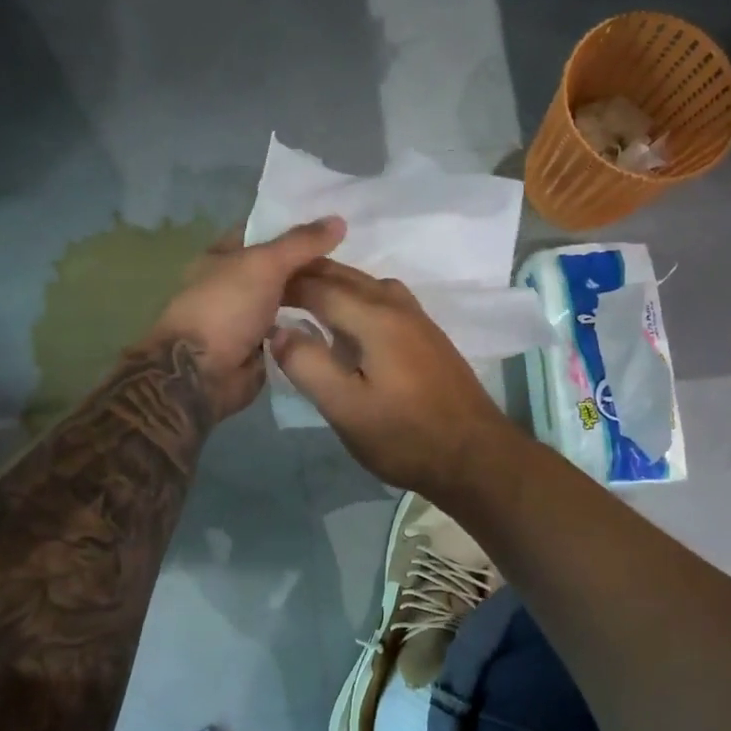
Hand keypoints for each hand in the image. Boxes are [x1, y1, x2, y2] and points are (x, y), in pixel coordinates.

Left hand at [148, 216, 346, 420]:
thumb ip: (301, 243)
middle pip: (279, 269)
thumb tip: (339, 219)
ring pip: (287, 302)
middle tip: (353, 263)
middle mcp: (232, 285)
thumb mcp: (264, 264)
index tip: (335, 228)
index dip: (296, 228)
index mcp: (222, 256)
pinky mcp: (258, 349)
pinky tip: (339, 324)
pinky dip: (309, 330)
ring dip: (314, 300)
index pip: (263, 232)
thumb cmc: (226, 307)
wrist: (201, 374)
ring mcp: (245, 318)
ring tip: (354, 293)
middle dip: (311, 267)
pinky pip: (290, 333)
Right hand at [272, 260, 515, 494]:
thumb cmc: (405, 436)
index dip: (285, 284)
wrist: (475, 455)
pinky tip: (350, 323)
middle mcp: (397, 306)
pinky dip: (357, 297)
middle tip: (273, 285)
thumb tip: (278, 330)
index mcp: (375, 317)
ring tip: (305, 298)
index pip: (320, 286)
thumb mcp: (346, 409)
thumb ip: (308, 365)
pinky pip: (384, 299)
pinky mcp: (428, 335)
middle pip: (346, 276)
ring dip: (334, 283)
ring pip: (367, 284)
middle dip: (308, 274)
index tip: (256, 289)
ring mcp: (418, 319)